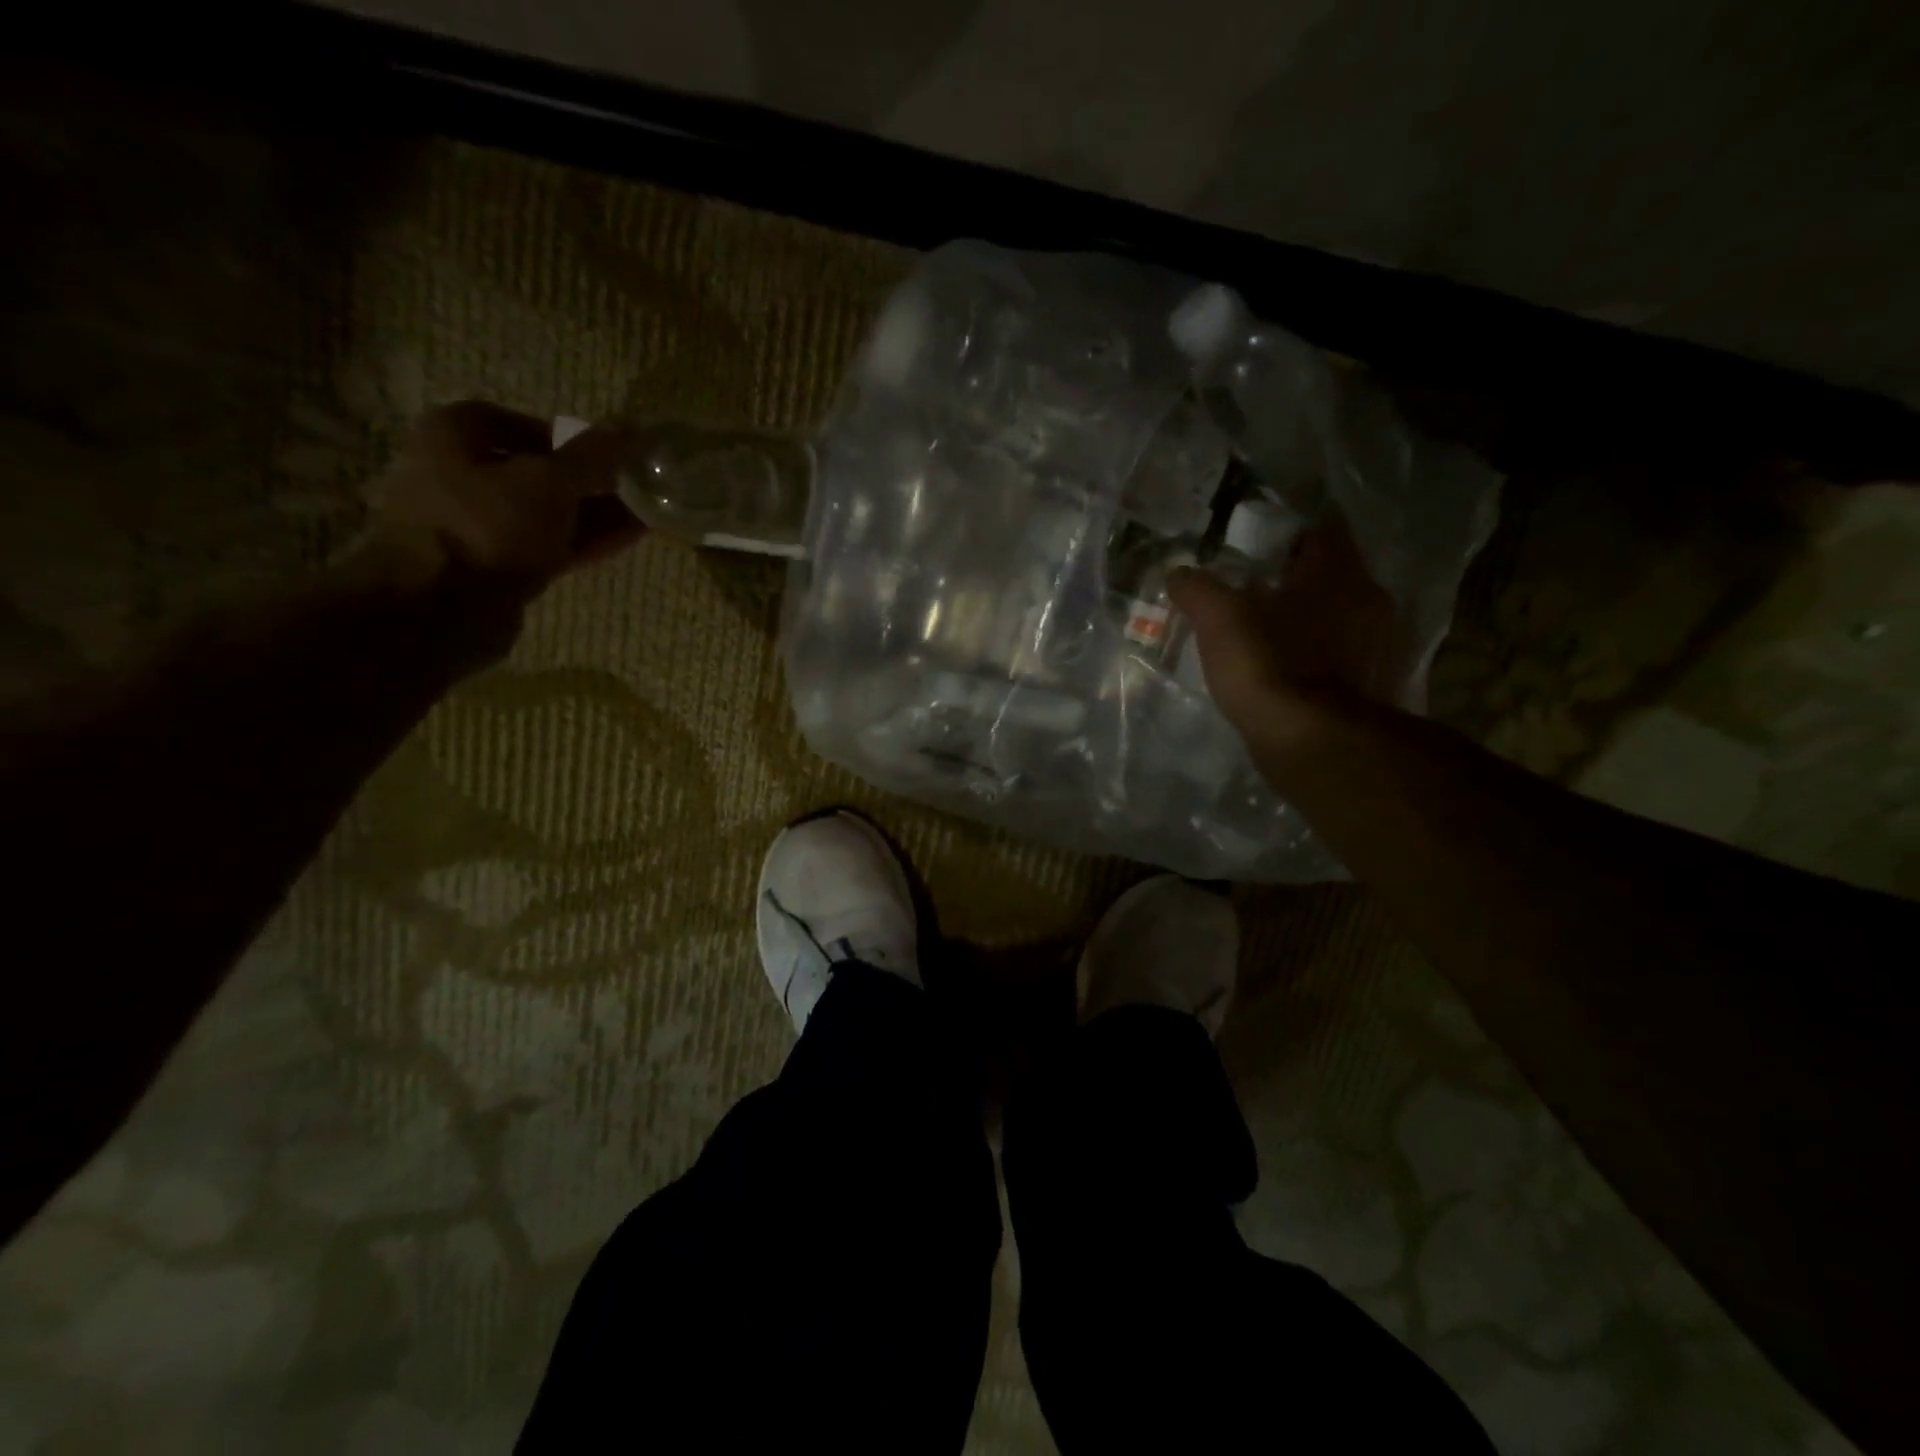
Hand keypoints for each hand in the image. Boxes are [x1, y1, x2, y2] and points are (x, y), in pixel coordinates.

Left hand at [361, 401, 641, 600]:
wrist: (443, 609)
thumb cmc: (488, 526)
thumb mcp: (549, 482)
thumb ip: (591, 457)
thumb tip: (628, 427)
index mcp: (454, 437)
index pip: (515, 422)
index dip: (562, 435)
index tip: (603, 452)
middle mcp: (459, 477)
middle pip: (535, 472)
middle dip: (587, 481)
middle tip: (632, 487)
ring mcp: (478, 527)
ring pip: (546, 514)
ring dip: (592, 514)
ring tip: (643, 515)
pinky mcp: (497, 568)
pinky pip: (548, 546)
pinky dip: (584, 542)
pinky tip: (626, 541)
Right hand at [1169, 516, 1401, 770]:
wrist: (1310, 741)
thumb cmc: (1267, 663)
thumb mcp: (1218, 619)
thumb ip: (1198, 589)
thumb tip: (1177, 573)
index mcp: (1337, 572)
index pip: (1322, 528)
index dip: (1290, 530)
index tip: (1259, 539)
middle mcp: (1369, 600)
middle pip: (1331, 574)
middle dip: (1296, 577)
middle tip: (1255, 585)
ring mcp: (1376, 645)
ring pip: (1338, 615)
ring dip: (1308, 617)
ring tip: (1267, 628)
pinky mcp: (1371, 685)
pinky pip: (1340, 654)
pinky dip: (1316, 654)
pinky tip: (1286, 665)